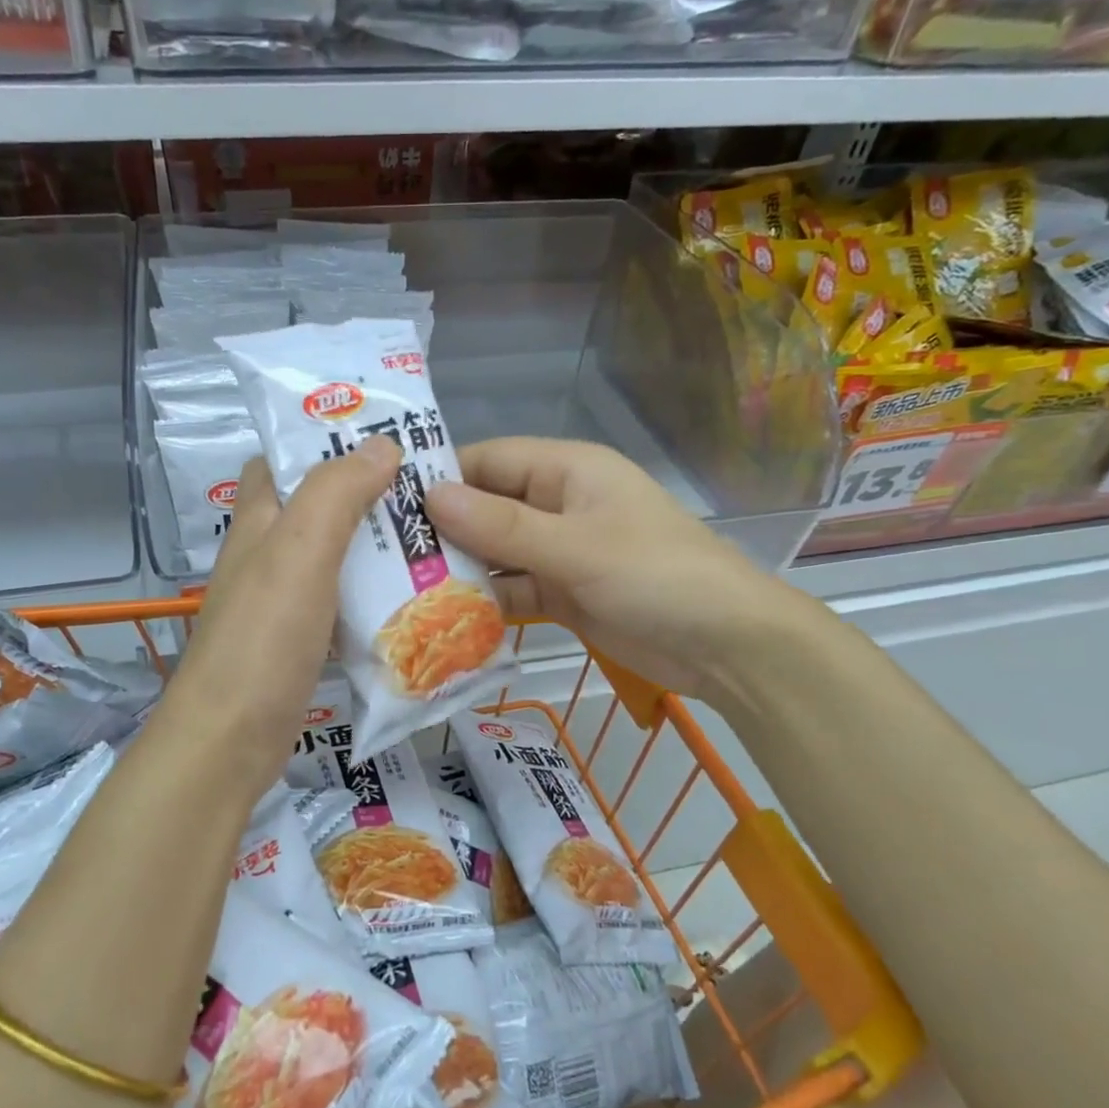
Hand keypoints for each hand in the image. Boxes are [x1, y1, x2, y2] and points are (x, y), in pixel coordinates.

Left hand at [150, 435, 399, 803]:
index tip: (383, 437)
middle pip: (318, 507)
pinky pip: (343, 603)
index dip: (324, 440)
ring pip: (336, 556)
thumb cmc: (262, 640)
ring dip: (377, 546)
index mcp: (259, 521)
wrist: (228, 744)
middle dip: (368, 494)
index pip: (281, 460)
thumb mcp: (300, 552)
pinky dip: (373, 594)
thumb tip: (382, 445)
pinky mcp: (300, 642)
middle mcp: (268, 555)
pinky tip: (413, 598)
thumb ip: (337, 493)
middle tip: (429, 492)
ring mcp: (283, 602)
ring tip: (436, 538)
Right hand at [424, 437, 820, 703]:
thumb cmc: (656, 575)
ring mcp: (560, 551)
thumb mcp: (575, 546)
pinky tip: (443, 619)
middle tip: (380, 556)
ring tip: (400, 590)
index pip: (488, 461)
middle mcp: (558, 504)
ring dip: (459, 570)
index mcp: (566, 470)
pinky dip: (486, 603)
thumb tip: (430, 496)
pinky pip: (513, 590)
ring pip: (495, 553)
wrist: (729, 646)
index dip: (440, 477)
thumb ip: (501, 526)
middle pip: (486, 508)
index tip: (385, 503)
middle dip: (442, 530)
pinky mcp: (563, 594)